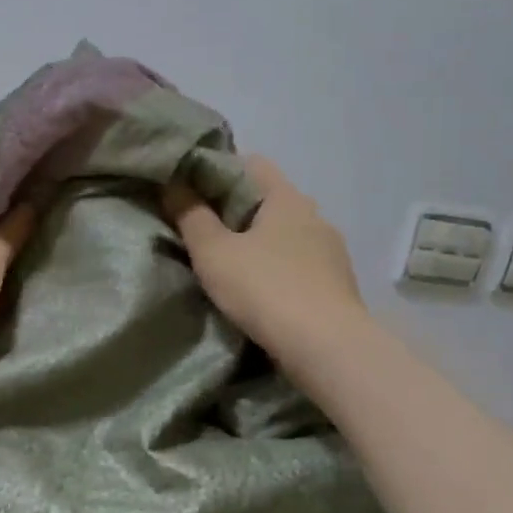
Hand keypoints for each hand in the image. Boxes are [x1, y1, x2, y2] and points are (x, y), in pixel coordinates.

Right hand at [163, 156, 366, 361]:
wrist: (328, 348)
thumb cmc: (266, 290)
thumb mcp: (214, 253)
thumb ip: (191, 216)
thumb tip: (174, 183)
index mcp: (287, 198)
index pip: (251, 163)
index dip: (218, 170)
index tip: (190, 192)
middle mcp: (315, 216)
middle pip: (268, 200)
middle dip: (235, 212)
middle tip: (202, 232)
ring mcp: (331, 251)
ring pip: (285, 234)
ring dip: (259, 244)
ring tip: (230, 266)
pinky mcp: (337, 284)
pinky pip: (299, 264)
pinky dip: (277, 269)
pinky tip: (261, 292)